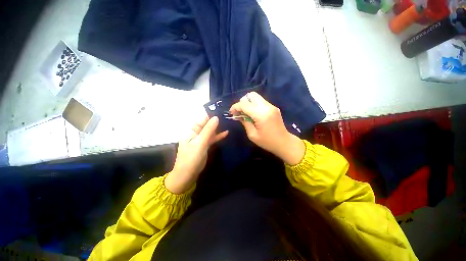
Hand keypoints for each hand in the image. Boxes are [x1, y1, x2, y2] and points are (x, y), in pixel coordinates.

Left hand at [165, 116, 227, 193]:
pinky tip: (226, 133)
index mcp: (191, 131)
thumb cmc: (191, 158)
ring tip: (228, 122)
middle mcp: (196, 134)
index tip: (221, 111)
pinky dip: (218, 136)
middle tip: (227, 116)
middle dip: (216, 121)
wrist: (187, 175)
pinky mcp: (205, 146)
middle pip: (207, 125)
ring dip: (218, 128)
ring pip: (210, 132)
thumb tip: (216, 117)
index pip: (202, 119)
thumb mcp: (200, 143)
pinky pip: (212, 139)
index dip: (211, 115)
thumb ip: (208, 130)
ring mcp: (201, 140)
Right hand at [229, 92, 304, 164]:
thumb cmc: (267, 141)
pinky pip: (261, 102)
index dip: (235, 106)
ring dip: (248, 103)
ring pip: (256, 97)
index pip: (245, 104)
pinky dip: (254, 105)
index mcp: (261, 114)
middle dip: (243, 101)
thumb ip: (245, 122)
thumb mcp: (252, 135)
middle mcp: (267, 107)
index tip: (231, 112)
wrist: (284, 142)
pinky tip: (253, 114)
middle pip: (251, 95)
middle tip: (240, 111)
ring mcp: (271, 106)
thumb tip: (238, 115)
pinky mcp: (273, 107)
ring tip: (246, 113)